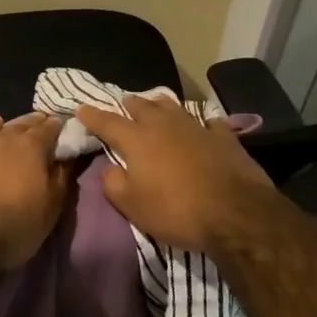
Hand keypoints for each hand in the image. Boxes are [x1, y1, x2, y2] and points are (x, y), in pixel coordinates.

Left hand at [0, 114, 69, 272]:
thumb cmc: (15, 225)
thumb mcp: (51, 207)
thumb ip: (61, 178)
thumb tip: (67, 157)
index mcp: (30, 148)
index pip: (48, 129)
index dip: (55, 126)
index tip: (59, 125)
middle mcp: (0, 139)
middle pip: (18, 124)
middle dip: (29, 123)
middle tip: (35, 122)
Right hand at [75, 93, 275, 254]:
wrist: (235, 212)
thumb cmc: (176, 210)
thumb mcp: (132, 206)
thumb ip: (113, 184)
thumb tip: (109, 169)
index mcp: (137, 140)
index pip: (107, 122)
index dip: (92, 116)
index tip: (81, 109)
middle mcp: (164, 125)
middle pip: (142, 106)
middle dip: (129, 104)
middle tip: (124, 104)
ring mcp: (196, 127)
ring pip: (173, 107)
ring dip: (161, 105)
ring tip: (156, 104)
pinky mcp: (223, 137)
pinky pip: (209, 122)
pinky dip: (202, 121)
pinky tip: (204, 123)